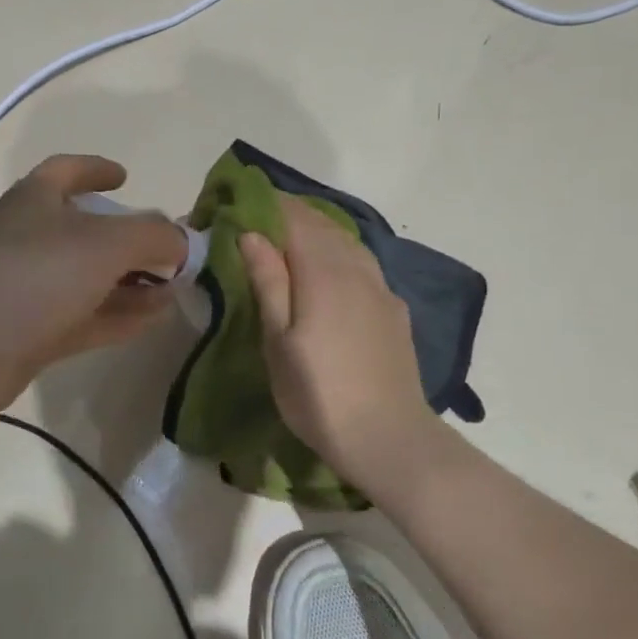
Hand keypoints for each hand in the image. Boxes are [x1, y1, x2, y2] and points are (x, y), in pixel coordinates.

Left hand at [0, 155, 188, 412]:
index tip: (126, 177)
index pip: (66, 170)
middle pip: (84, 229)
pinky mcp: (30, 331)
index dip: (96, 169)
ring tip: (173, 288)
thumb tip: (182, 241)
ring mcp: (28, 287)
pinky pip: (84, 316)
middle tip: (166, 249)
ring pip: (87, 278)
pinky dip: (118, 314)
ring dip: (130, 281)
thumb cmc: (37, 274)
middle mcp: (28, 238)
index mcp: (35, 200)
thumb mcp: (107, 243)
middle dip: (127, 238)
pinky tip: (154, 318)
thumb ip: (153, 235)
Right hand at [240, 198, 442, 490]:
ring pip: (348, 242)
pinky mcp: (394, 310)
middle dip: (293, 214)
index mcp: (324, 273)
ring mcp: (381, 289)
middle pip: (324, 226)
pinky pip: (364, 264)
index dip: (271, 204)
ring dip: (319, 231)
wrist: (389, 438)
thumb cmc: (318, 393)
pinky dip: (341, 253)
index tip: (243, 200)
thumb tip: (252, 234)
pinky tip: (332, 269)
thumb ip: (268, 282)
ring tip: (292, 237)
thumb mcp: (279, 341)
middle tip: (261, 216)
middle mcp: (357, 269)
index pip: (296, 220)